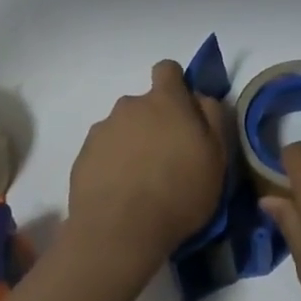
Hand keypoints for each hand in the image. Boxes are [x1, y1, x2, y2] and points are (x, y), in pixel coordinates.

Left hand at [68, 60, 230, 276]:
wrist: (119, 231)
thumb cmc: (179, 192)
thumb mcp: (217, 157)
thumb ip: (212, 117)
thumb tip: (201, 97)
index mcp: (165, 100)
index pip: (168, 69)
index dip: (176, 85)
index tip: (183, 112)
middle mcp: (130, 105)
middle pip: (144, 104)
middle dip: (155, 122)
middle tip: (166, 159)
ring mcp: (103, 129)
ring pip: (123, 128)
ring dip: (133, 144)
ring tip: (141, 182)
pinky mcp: (84, 155)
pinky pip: (104, 151)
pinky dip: (112, 165)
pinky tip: (120, 193)